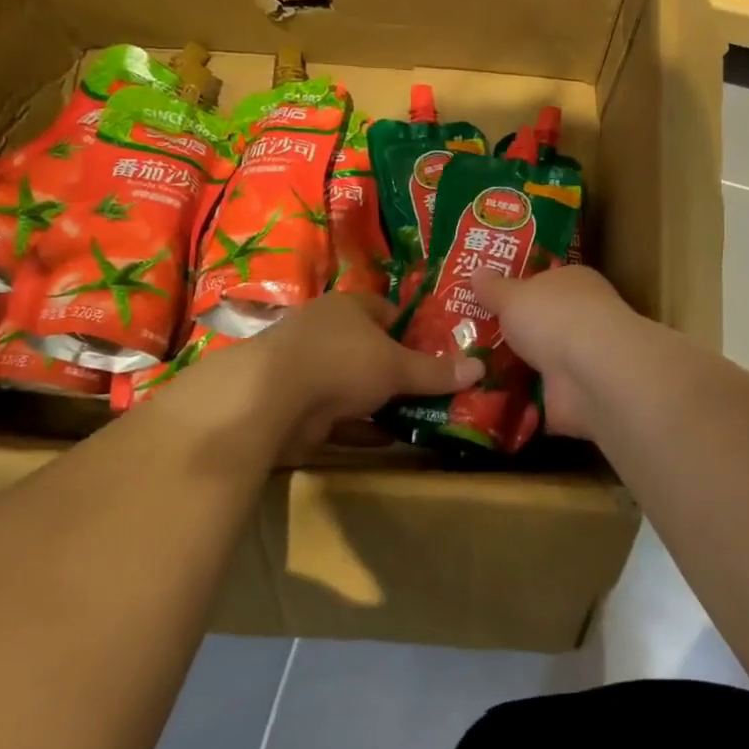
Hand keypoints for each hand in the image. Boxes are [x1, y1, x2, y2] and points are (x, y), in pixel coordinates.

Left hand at [238, 294, 481, 454]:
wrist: (269, 399)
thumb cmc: (342, 362)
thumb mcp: (397, 366)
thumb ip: (436, 371)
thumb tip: (480, 367)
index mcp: (348, 308)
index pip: (387, 311)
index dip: (412, 329)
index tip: (437, 352)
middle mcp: (326, 333)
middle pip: (371, 350)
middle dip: (398, 370)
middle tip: (432, 388)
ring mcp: (307, 370)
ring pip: (354, 386)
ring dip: (380, 402)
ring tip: (419, 417)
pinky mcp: (297, 406)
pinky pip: (339, 418)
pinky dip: (361, 428)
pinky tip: (389, 441)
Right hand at [469, 266, 639, 439]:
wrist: (590, 374)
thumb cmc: (554, 317)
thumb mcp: (513, 295)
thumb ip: (494, 288)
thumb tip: (477, 272)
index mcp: (574, 283)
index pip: (544, 282)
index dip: (516, 289)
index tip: (483, 299)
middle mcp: (581, 319)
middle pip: (539, 324)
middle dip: (510, 333)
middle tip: (463, 338)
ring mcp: (579, 361)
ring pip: (538, 362)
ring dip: (511, 369)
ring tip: (465, 371)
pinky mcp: (572, 398)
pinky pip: (536, 398)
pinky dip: (516, 401)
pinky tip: (483, 400)